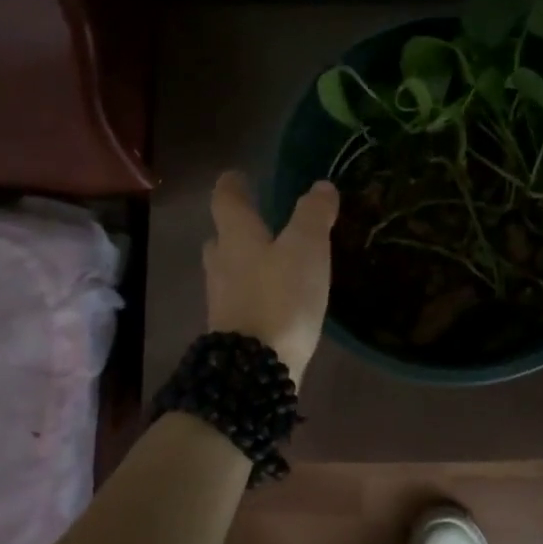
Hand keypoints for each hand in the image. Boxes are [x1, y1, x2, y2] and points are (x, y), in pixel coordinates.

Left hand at [203, 172, 338, 383]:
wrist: (256, 369)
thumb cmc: (280, 296)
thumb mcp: (306, 247)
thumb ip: (313, 214)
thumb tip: (320, 186)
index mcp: (236, 236)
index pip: (226, 199)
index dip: (233, 184)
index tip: (237, 175)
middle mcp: (222, 263)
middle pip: (222, 237)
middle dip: (236, 227)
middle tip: (256, 220)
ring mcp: (223, 299)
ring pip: (229, 269)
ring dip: (244, 261)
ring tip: (270, 259)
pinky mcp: (232, 330)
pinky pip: (240, 299)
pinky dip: (254, 291)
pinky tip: (274, 297)